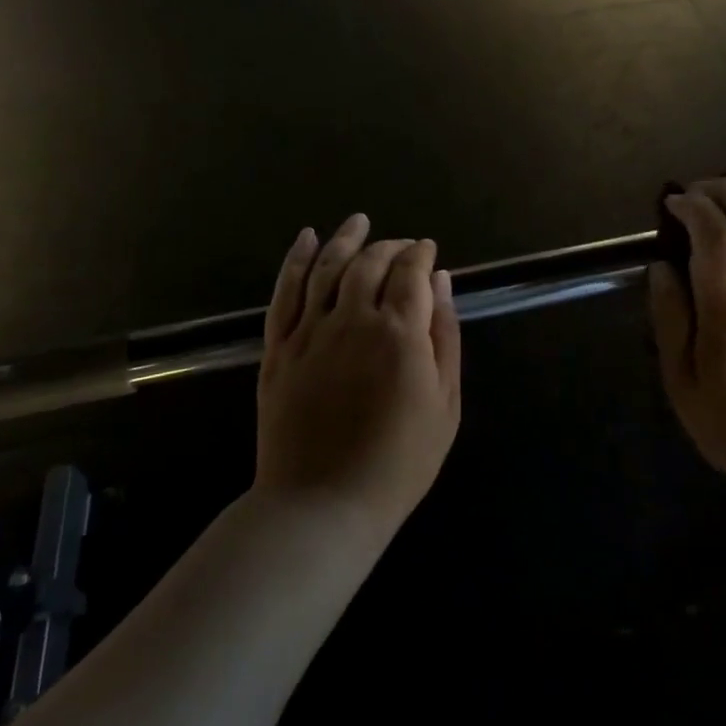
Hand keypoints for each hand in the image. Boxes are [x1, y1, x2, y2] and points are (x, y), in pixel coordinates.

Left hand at [256, 215, 461, 530]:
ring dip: (345, 239)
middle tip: (402, 245)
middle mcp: (353, 319)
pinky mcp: (279, 348)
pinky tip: (307, 239)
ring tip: (359, 221)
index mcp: (400, 334)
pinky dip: (296, 261)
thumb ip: (445, 337)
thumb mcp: (445, 404)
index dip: (422, 255)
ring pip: (328, 268)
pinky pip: (285, 292)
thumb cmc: (399, 461)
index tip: (429, 250)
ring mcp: (310, 332)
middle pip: (371, 263)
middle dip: (390, 247)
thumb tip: (442, 283)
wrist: (323, 504)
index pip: (412, 273)